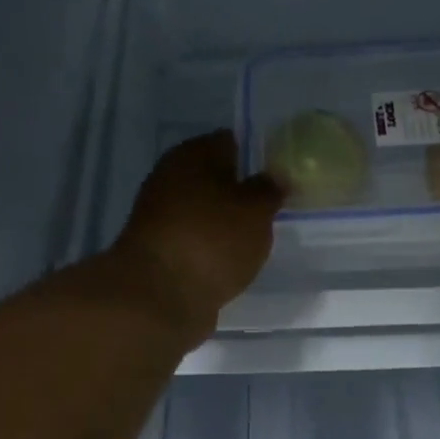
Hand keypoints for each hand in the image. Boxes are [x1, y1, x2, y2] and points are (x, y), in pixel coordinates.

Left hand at [112, 131, 283, 335]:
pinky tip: (231, 262)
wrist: (159, 296)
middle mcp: (170, 178)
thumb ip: (269, 190)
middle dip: (241, 193)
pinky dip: (212, 249)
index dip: (256, 156)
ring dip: (226, 223)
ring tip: (256, 240)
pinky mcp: (159, 251)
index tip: (279, 179)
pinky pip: (196, 241)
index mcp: (191, 154)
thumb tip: (274, 176)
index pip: (229, 142)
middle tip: (272, 212)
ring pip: (204, 212)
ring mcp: (160, 216)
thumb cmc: (212, 240)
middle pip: (214, 178)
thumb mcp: (256, 211)